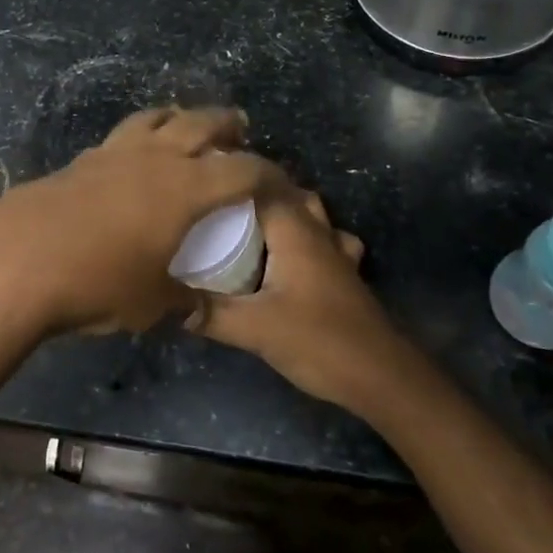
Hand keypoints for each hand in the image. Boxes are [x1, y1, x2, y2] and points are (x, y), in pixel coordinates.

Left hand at [0, 106, 275, 337]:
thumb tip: (194, 302)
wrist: (18, 261)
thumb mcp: (152, 302)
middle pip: (199, 123)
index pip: (243, 170)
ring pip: (154, 118)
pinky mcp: (80, 160)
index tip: (281, 183)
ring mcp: (113, 153)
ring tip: (185, 126)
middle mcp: (154, 158)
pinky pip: (121, 137)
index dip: (269, 174)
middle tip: (239, 130)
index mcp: (186, 188)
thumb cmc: (97, 282)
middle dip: (225, 124)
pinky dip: (139, 137)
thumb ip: (183, 298)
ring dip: (177, 118)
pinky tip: (132, 158)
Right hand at [188, 181, 405, 408]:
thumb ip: (211, 313)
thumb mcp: (255, 329)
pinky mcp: (344, 276)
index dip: (234, 174)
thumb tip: (170, 302)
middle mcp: (317, 232)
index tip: (200, 176)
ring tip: (247, 221)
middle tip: (216, 200)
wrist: (383, 378)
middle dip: (254, 190)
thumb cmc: (319, 341)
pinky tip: (288, 255)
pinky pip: (323, 240)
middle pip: (287, 193)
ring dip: (283, 210)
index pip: (263, 183)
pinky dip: (305, 237)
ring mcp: (337, 253)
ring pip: (310, 214)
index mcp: (295, 231)